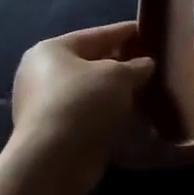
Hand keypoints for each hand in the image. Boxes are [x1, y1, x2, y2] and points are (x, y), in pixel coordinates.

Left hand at [8, 22, 154, 175]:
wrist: (54, 161)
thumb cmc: (84, 103)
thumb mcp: (119, 76)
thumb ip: (137, 66)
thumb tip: (146, 65)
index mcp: (51, 50)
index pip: (97, 34)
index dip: (126, 33)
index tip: (150, 33)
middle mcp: (40, 74)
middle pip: (91, 63)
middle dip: (122, 65)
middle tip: (152, 65)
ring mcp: (42, 105)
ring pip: (90, 91)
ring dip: (116, 92)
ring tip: (147, 91)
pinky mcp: (51, 133)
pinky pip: (86, 113)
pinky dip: (107, 112)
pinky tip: (131, 115)